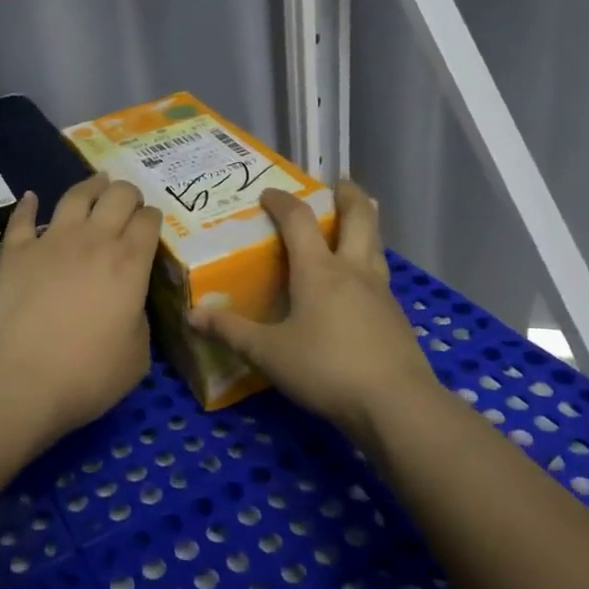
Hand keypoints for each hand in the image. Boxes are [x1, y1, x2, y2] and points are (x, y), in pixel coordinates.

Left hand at [0, 174, 162, 437]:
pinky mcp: (15, 251)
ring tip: (97, 183)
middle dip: (129, 194)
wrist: (17, 380)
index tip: (151, 224)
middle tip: (129, 203)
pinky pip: (23, 217)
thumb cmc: (86, 375)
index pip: (149, 221)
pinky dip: (29, 205)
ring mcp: (51, 241)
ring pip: (76, 195)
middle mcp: (94, 241)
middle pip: (118, 196)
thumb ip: (139, 319)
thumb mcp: (137, 356)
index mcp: (130, 264)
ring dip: (91, 186)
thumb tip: (129, 303)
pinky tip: (32, 198)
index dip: (153, 218)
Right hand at [188, 180, 435, 444]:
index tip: (268, 193)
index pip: (299, 220)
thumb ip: (230, 331)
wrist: (395, 404)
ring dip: (365, 224)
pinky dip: (369, 262)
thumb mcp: (268, 353)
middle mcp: (353, 270)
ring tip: (354, 223)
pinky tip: (359, 284)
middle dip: (348, 196)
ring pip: (376, 244)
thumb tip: (192, 315)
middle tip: (339, 184)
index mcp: (319, 270)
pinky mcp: (395, 316)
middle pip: (359, 217)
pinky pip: (380, 274)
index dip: (282, 201)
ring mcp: (380, 292)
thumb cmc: (326, 369)